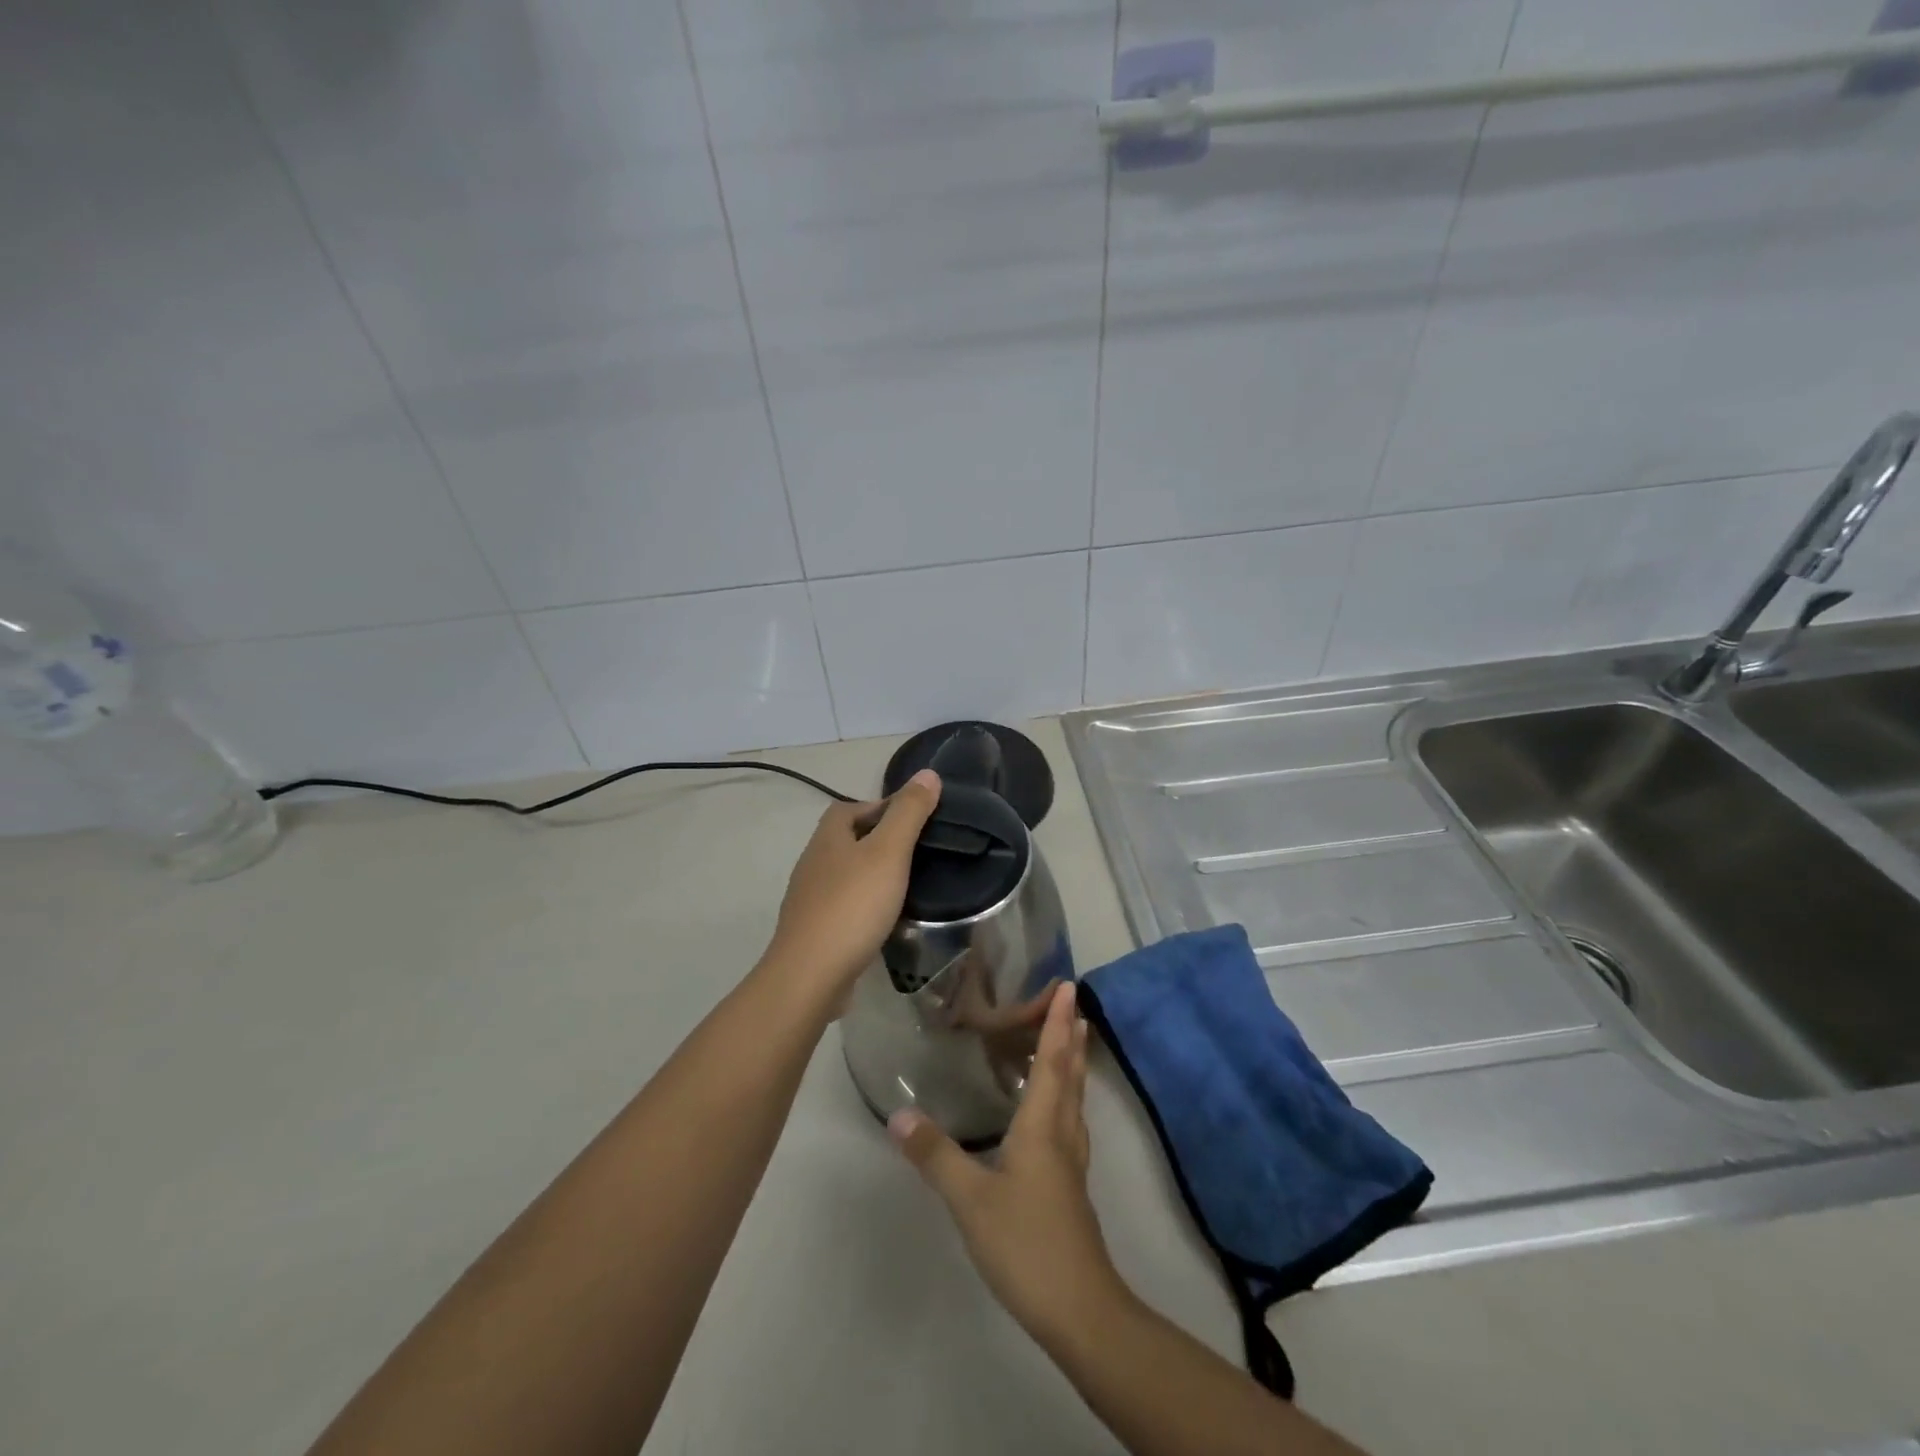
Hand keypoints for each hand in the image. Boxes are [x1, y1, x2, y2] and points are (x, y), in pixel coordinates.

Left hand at [763, 769, 941, 1002]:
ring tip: (906, 884)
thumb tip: (928, 773)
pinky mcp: (814, 931)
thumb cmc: (852, 905)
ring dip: (871, 874)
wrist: (810, 975)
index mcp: (827, 839)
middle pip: (845, 840)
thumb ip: (909, 813)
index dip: (879, 806)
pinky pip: (843, 906)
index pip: (848, 807)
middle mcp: (813, 864)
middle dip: (877, 839)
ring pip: (844, 874)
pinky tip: (885, 919)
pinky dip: (864, 905)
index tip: (913, 818)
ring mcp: (809, 900)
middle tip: (915, 851)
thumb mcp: (888, 852)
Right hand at [890, 981, 1124, 1343]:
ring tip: (1072, 1042)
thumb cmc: (1027, 1244)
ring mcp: (1071, 1164)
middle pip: (1070, 1076)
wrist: (1081, 1311)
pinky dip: (1066, 1098)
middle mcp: (1062, 1136)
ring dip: (1074, 1065)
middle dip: (1071, 1037)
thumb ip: (936, 1155)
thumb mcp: (971, 1200)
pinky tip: (1055, 1113)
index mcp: (1042, 1127)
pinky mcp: (1071, 1188)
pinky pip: (1070, 1124)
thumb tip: (900, 1113)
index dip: (1057, 1023)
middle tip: (1072, 1004)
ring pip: (1074, 1100)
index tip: (1068, 988)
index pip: (1051, 1062)